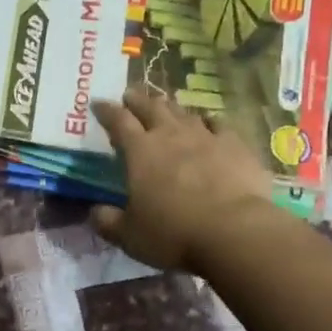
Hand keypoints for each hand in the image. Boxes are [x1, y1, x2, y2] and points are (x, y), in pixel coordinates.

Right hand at [91, 89, 281, 273]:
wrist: (234, 231)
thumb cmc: (174, 233)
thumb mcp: (129, 235)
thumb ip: (108, 221)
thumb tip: (95, 212)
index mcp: (140, 151)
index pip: (118, 121)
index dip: (106, 110)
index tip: (98, 103)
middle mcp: (171, 135)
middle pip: (151, 108)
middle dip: (138, 100)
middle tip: (130, 94)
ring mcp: (206, 137)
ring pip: (184, 113)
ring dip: (171, 108)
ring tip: (165, 106)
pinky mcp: (236, 146)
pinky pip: (219, 124)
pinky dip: (209, 121)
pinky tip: (209, 122)